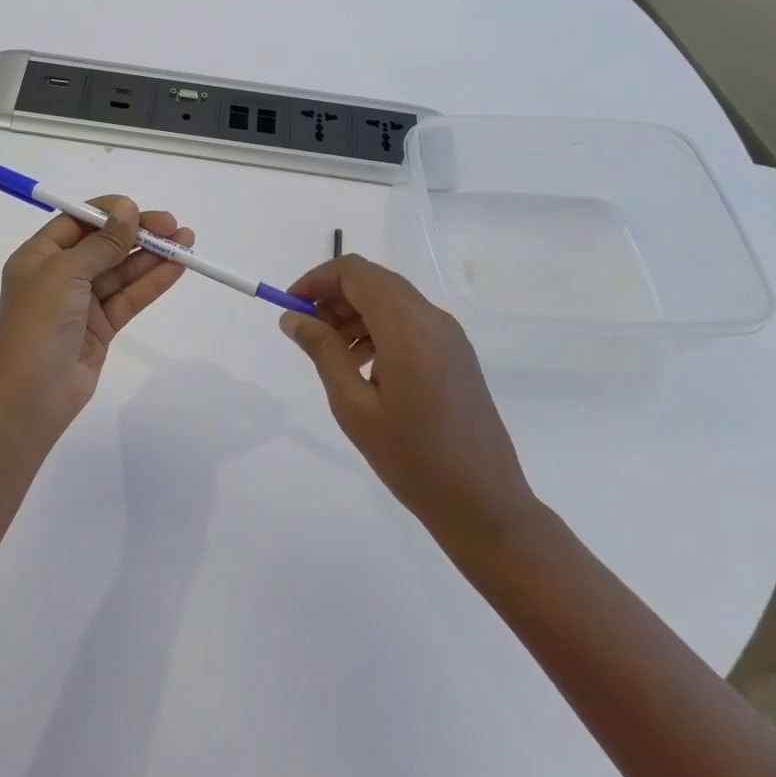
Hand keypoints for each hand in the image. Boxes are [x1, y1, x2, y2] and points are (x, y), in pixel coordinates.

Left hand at [0, 197, 193, 431]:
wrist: (32, 394)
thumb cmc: (39, 321)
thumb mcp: (66, 272)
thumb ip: (102, 242)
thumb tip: (127, 209)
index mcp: (39, 255)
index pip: (77, 222)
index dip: (109, 213)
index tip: (139, 209)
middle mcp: (60, 274)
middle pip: (104, 245)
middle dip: (138, 234)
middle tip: (173, 226)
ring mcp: (81, 302)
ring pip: (121, 271)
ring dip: (152, 256)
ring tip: (186, 243)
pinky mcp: (101, 327)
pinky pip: (129, 297)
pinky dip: (152, 282)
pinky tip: (176, 268)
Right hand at [279, 254, 538, 546]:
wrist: (484, 504)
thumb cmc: (412, 457)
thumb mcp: (354, 406)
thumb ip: (323, 351)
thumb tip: (293, 317)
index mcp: (406, 325)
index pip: (355, 272)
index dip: (317, 280)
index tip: (291, 307)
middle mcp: (431, 318)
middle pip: (373, 282)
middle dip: (334, 297)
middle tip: (306, 332)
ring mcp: (449, 335)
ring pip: (391, 301)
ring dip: (355, 314)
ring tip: (332, 355)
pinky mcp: (456, 354)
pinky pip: (410, 323)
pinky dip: (379, 329)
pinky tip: (364, 368)